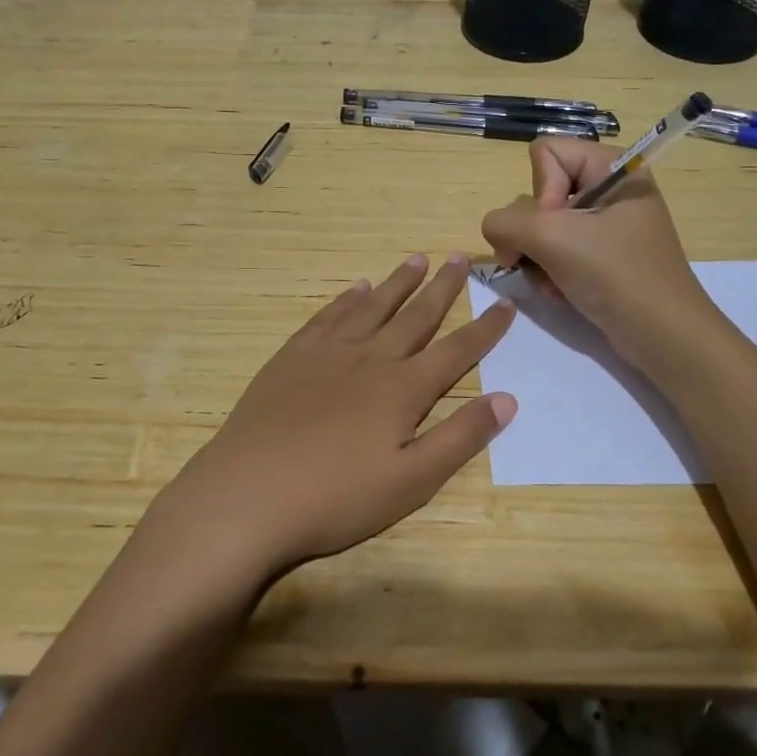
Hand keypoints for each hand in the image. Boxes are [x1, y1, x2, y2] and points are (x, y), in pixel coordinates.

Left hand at [143, 253, 516, 587]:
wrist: (249, 494)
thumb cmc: (335, 498)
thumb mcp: (411, 481)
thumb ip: (460, 438)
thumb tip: (507, 399)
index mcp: (403, 389)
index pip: (456, 350)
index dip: (485, 328)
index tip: (506, 304)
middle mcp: (370, 359)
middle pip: (415, 316)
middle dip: (443, 288)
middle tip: (460, 257)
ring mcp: (327, 353)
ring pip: (372, 307)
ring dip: (397, 283)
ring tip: (416, 259)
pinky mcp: (292, 358)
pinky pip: (327, 317)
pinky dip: (346, 299)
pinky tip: (355, 288)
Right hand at [480, 138, 716, 369]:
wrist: (664, 336)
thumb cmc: (615, 274)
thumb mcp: (551, 238)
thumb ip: (504, 222)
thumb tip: (495, 231)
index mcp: (611, 166)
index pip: (545, 152)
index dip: (541, 190)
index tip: (557, 226)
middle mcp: (609, 188)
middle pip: (540, 192)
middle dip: (534, 233)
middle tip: (546, 259)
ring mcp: (606, 225)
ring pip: (542, 226)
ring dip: (539, 259)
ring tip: (556, 283)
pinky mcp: (603, 256)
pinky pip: (557, 251)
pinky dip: (552, 273)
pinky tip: (563, 293)